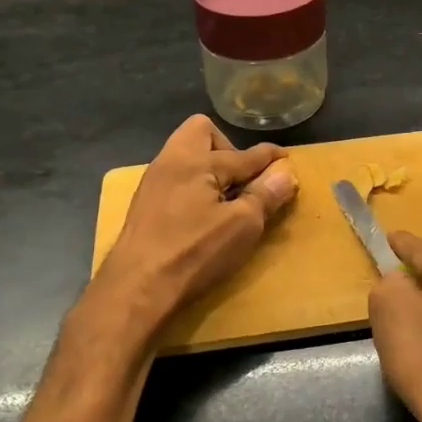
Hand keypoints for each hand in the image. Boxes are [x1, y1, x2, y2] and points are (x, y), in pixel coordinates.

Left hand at [92, 115, 297, 329]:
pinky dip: (194, 185)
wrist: (135, 289)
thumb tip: (286, 173)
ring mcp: (153, 182)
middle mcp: (170, 161)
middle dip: (228, 148)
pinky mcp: (144, 204)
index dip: (270, 157)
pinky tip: (202, 213)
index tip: (286, 160)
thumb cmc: (194, 252)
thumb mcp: (242, 226)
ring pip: (185, 154)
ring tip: (225, 198)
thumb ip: (265, 195)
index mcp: (195, 160)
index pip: (244, 154)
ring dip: (209, 168)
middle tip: (242, 180)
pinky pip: (176, 178)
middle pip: (202, 133)